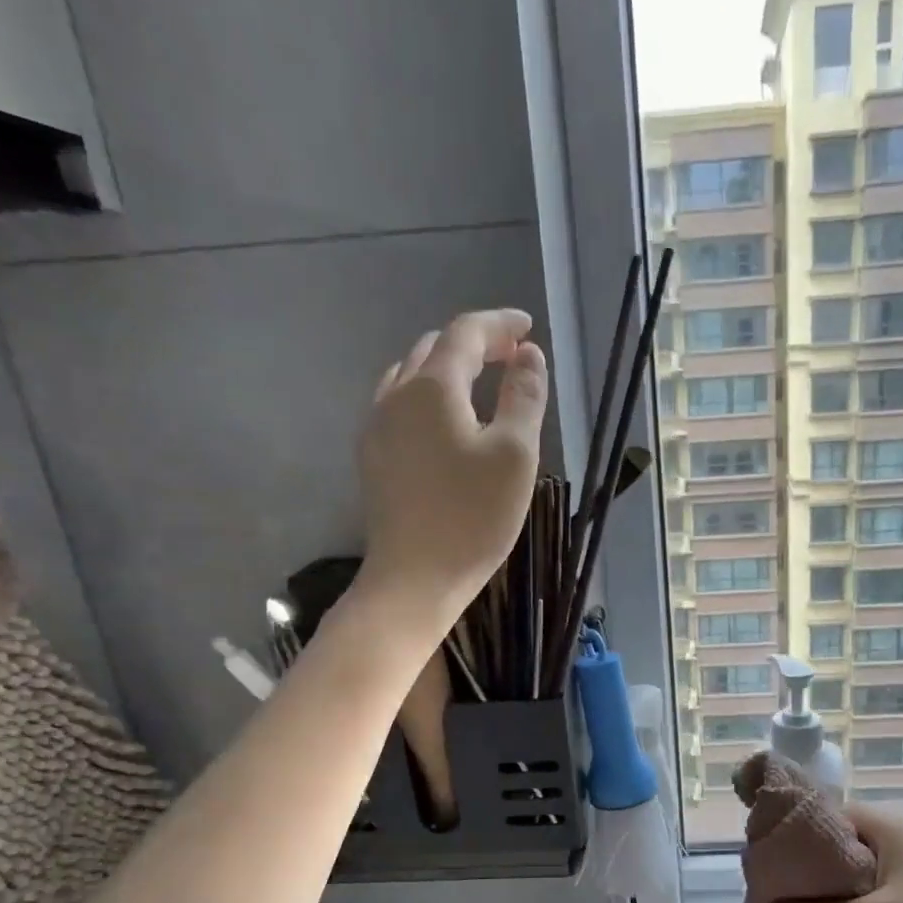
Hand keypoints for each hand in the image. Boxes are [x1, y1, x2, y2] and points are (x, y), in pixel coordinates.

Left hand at [357, 309, 547, 621]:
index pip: (465, 333)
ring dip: (447, 368)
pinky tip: (445, 421)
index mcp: (432, 387)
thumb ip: (524, 397)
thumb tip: (528, 357)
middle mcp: (395, 396)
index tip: (527, 328)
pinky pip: (399, 405)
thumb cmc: (473, 517)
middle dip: (474, 344)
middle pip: (434, 349)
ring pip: (411, 376)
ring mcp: (377, 428)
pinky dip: (428, 395)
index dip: (499, 324)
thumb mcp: (515, 455)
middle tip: (510, 357)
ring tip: (479, 383)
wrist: (414, 578)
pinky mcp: (373, 458)